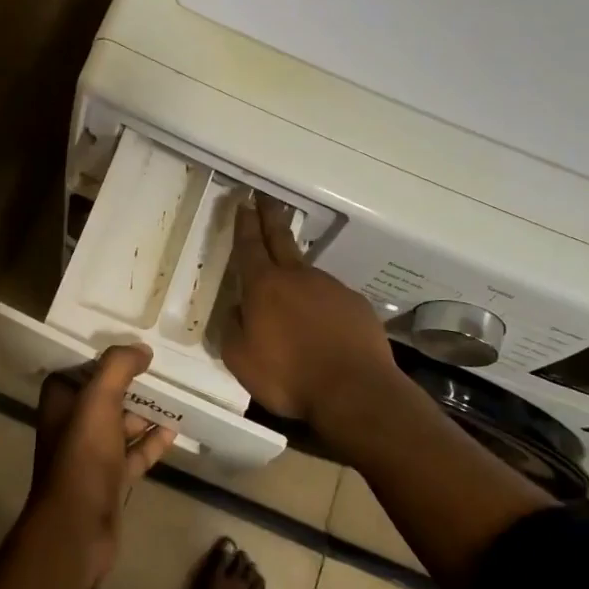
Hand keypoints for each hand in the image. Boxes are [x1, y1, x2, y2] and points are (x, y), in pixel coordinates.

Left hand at [25, 345, 177, 580]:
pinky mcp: (109, 478)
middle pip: (104, 395)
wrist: (78, 526)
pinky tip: (175, 429)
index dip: (105, 358)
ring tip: (176, 395)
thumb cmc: (83, 455)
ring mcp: (91, 454)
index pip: (81, 368)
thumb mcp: (98, 400)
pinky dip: (152, 442)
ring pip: (121, 424)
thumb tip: (142, 349)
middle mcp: (71, 424)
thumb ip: (118, 367)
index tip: (134, 346)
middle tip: (163, 368)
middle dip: (131, 383)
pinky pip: (134, 452)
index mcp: (60, 401)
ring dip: (145, 412)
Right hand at [222, 196, 399, 435]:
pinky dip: (322, 305)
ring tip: (292, 294)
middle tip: (265, 197)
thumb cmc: (288, 376)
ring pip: (307, 273)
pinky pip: (331, 299)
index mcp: (263, 286)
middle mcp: (297, 277)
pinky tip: (322, 326)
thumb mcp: (240, 359)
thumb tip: (237, 310)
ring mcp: (331, 287)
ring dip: (296, 273)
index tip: (243, 202)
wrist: (354, 390)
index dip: (244, 223)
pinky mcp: (356, 305)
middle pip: (280, 239)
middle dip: (270, 216)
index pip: (250, 245)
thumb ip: (232, 329)